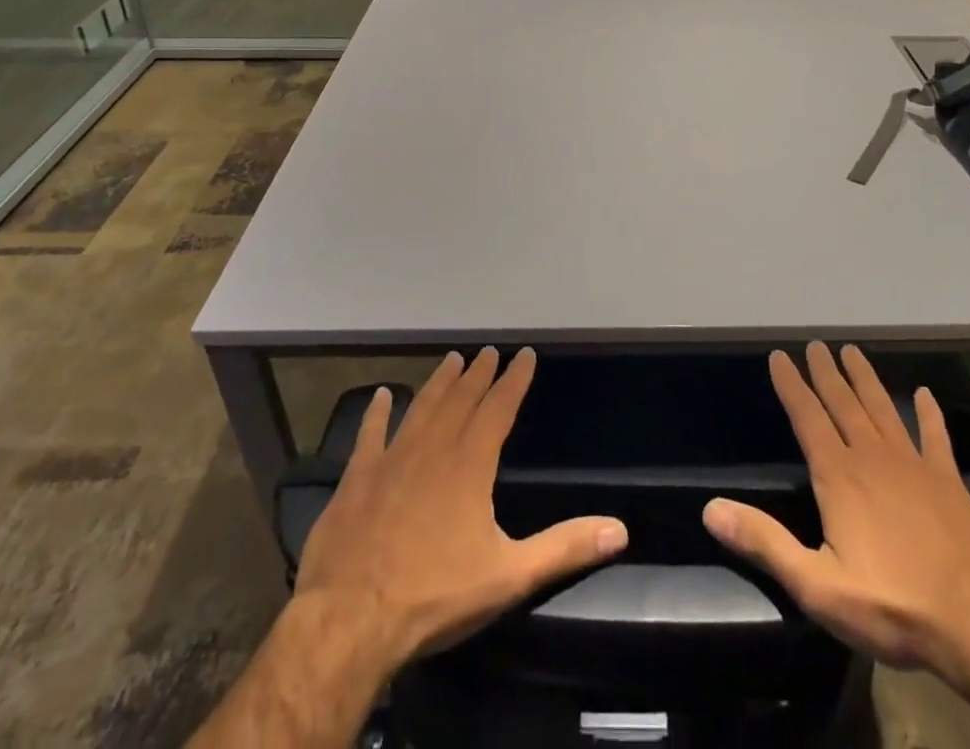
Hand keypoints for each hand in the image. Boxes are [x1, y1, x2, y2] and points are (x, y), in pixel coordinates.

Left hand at [294, 346, 628, 673]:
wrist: (350, 620)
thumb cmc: (435, 596)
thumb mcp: (509, 576)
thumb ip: (564, 548)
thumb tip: (619, 530)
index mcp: (470, 464)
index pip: (499, 408)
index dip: (514, 380)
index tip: (525, 354)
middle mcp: (433, 449)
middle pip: (461, 400)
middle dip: (478, 374)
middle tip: (488, 350)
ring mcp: (390, 460)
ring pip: (421, 408)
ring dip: (438, 383)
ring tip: (451, 359)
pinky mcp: (356, 479)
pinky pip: (369, 435)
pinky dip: (376, 413)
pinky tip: (381, 395)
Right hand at [703, 342, 969, 686]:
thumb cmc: (892, 605)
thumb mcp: (817, 585)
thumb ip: (765, 543)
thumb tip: (711, 509)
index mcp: (839, 476)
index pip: (807, 418)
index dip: (791, 386)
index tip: (779, 356)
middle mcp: (873, 457)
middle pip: (844, 404)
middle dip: (826, 372)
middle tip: (816, 344)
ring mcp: (914, 465)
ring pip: (882, 409)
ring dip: (865, 379)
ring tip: (852, 351)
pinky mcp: (949, 482)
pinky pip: (935, 437)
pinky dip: (929, 414)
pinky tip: (925, 395)